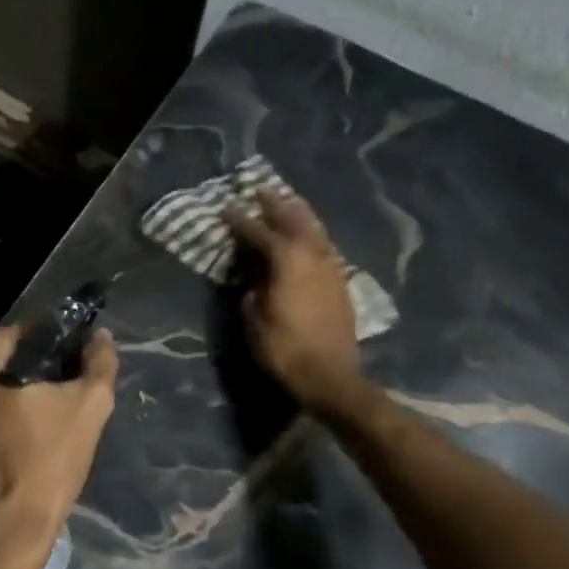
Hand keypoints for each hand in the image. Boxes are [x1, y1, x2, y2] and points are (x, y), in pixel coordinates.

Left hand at [0, 326, 118, 568]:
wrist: (2, 533)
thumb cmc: (44, 463)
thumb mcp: (88, 407)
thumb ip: (99, 362)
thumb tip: (101, 337)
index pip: (32, 332)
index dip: (63, 349)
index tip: (81, 373)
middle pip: (11, 357)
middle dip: (41, 372)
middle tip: (70, 401)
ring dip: (22, 394)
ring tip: (52, 422)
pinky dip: (3, 414)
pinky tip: (27, 437)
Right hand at [225, 191, 363, 411]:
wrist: (331, 377)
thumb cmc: (285, 350)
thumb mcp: (254, 320)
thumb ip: (252, 291)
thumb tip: (254, 279)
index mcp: (286, 261)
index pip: (259, 232)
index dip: (240, 220)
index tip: (227, 207)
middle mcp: (312, 255)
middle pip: (293, 220)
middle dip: (275, 204)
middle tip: (260, 190)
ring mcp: (331, 267)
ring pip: (315, 229)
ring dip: (299, 213)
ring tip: (287, 201)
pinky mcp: (341, 282)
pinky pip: (325, 245)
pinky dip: (313, 233)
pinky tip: (309, 235)